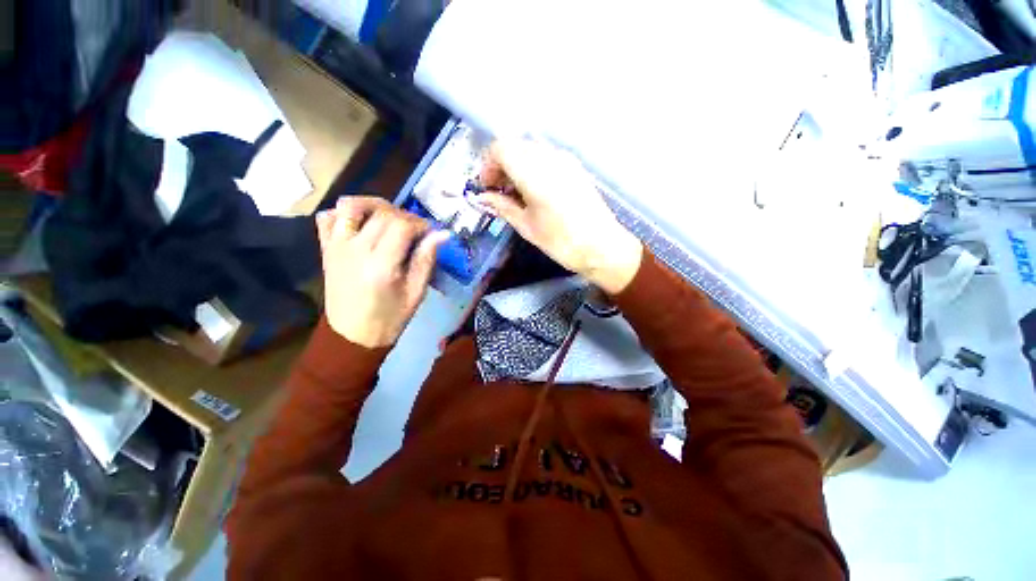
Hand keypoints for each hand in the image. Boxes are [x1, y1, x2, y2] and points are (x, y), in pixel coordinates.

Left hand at [315, 197, 449, 347]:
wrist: (352, 335)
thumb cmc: (390, 318)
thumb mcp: (416, 293)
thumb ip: (426, 260)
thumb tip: (442, 234)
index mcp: (382, 264)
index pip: (402, 225)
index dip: (420, 223)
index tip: (429, 233)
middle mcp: (356, 249)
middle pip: (381, 213)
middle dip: (404, 215)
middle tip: (414, 230)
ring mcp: (337, 247)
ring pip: (350, 205)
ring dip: (373, 205)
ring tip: (387, 217)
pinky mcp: (326, 249)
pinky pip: (327, 217)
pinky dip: (344, 213)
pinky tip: (360, 224)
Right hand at [476, 138, 642, 293]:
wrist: (603, 247)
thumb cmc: (562, 242)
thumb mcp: (527, 227)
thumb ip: (502, 207)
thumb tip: (483, 198)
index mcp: (534, 172)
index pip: (500, 148)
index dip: (487, 165)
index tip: (486, 187)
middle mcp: (550, 158)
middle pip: (515, 145)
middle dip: (501, 164)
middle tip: (498, 191)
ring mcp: (566, 160)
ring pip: (531, 149)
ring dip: (517, 165)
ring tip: (516, 193)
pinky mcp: (575, 167)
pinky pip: (547, 157)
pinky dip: (533, 167)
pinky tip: (534, 190)